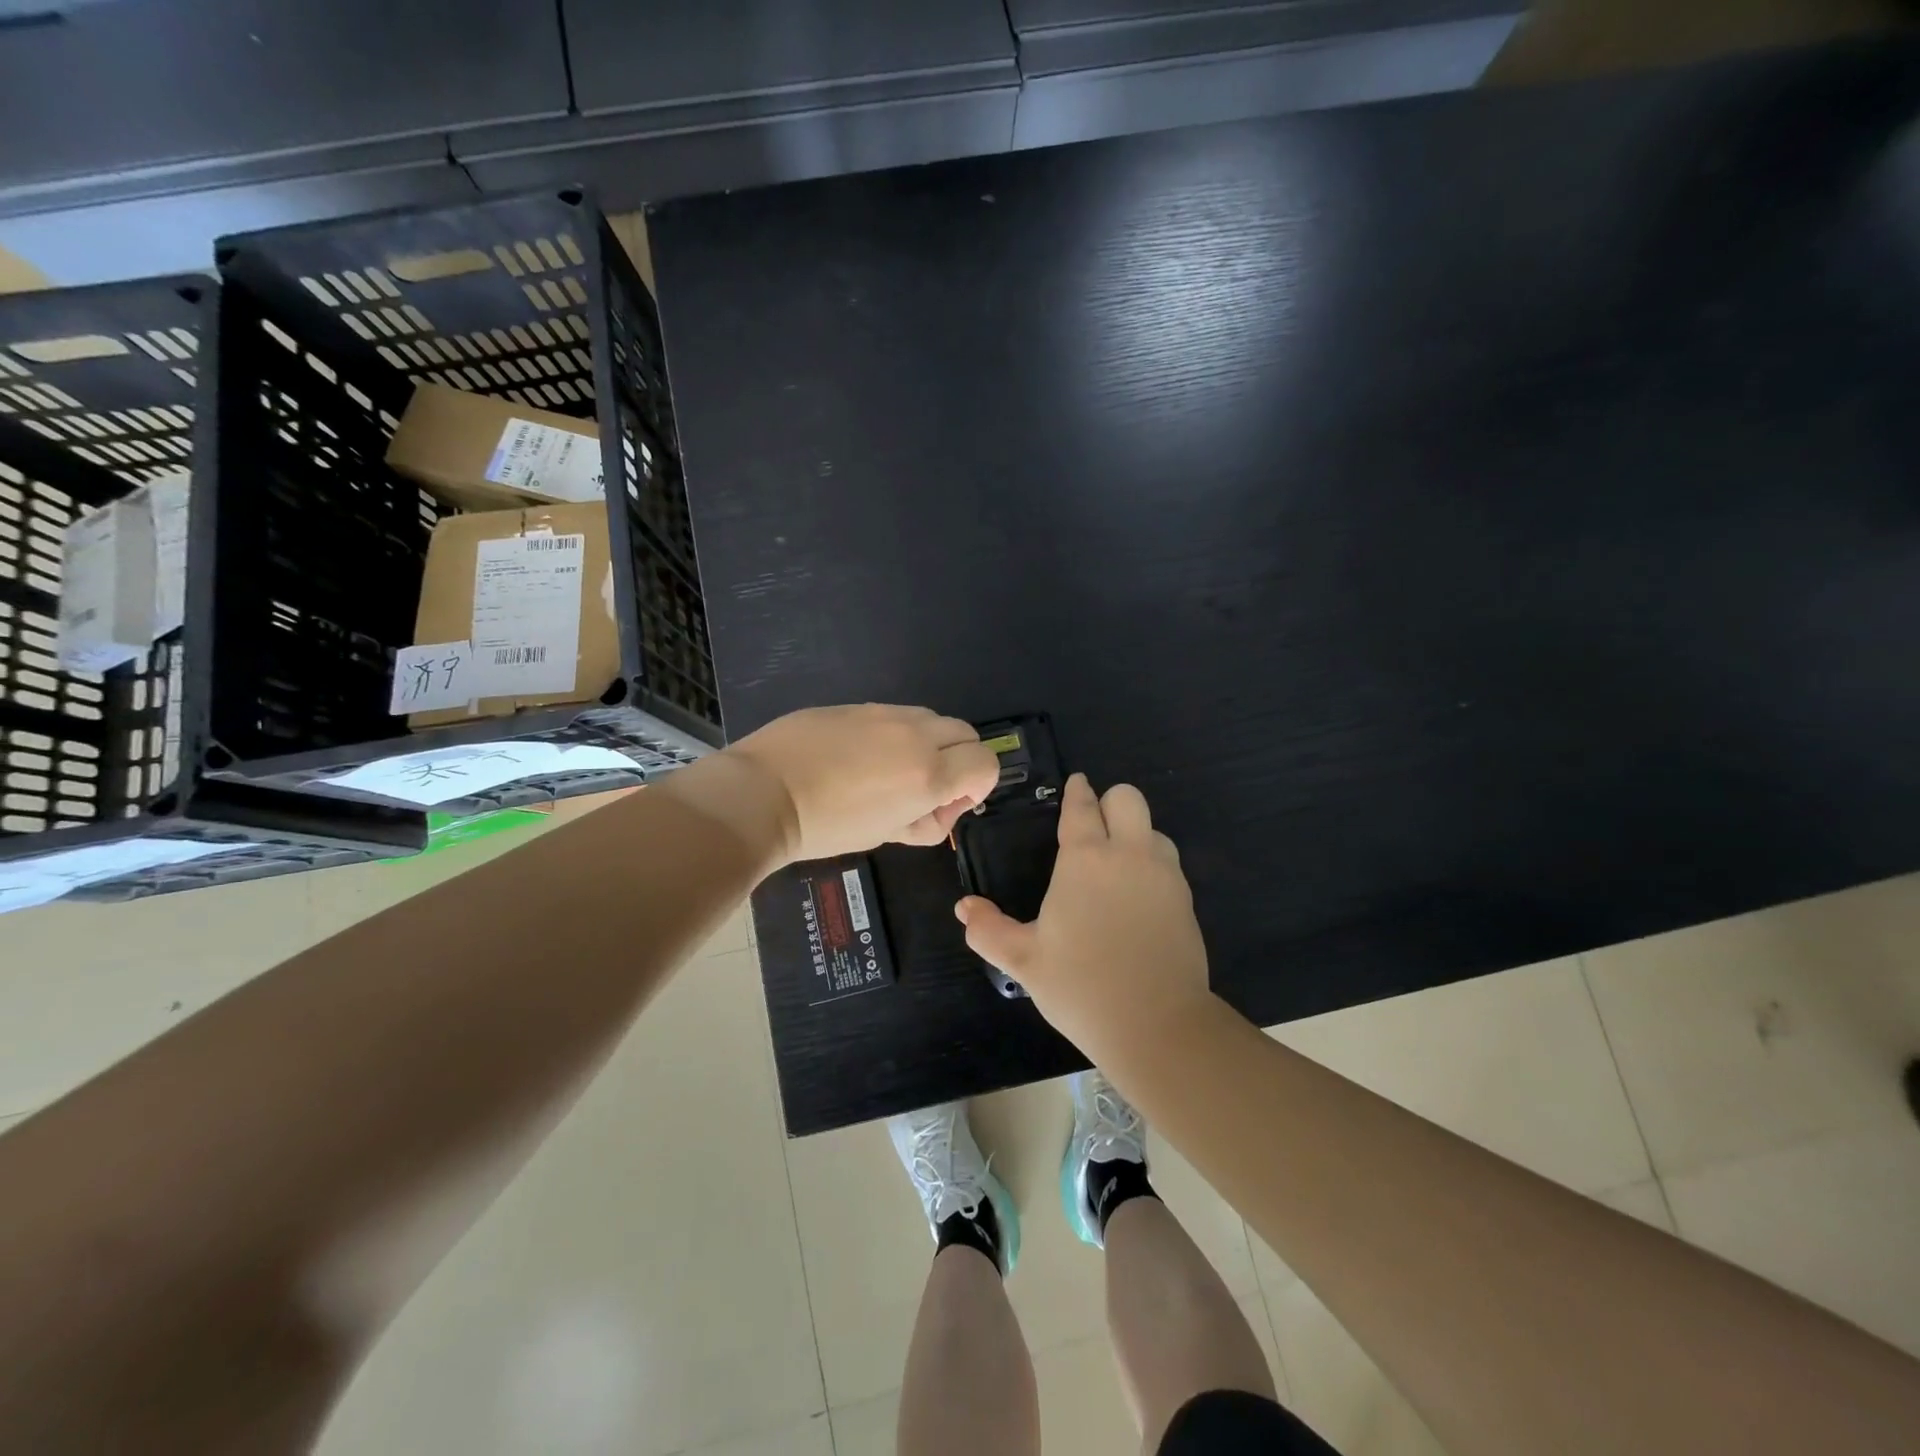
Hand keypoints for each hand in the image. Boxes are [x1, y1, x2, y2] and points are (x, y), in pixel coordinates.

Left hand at [728, 704, 1001, 863]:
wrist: (763, 793)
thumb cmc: (826, 827)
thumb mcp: (885, 835)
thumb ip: (925, 821)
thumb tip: (940, 809)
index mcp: (928, 774)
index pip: (985, 763)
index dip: (978, 786)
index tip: (950, 803)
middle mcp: (916, 735)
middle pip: (966, 733)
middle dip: (959, 760)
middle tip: (927, 788)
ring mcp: (885, 713)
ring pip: (931, 719)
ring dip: (929, 743)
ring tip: (892, 771)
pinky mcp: (857, 705)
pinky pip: (894, 715)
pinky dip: (896, 734)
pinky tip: (860, 756)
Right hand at [956, 774, 1212, 1059]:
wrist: (1156, 1024)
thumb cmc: (1081, 986)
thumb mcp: (1023, 960)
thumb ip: (988, 930)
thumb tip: (963, 908)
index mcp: (1086, 859)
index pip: (1082, 807)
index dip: (1077, 792)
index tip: (1076, 785)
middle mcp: (1129, 854)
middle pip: (1128, 798)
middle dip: (1109, 802)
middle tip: (1093, 827)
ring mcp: (1164, 875)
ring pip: (1154, 829)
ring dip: (1135, 834)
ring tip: (1116, 865)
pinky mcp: (1186, 900)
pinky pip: (1168, 863)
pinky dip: (1152, 864)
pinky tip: (1137, 897)